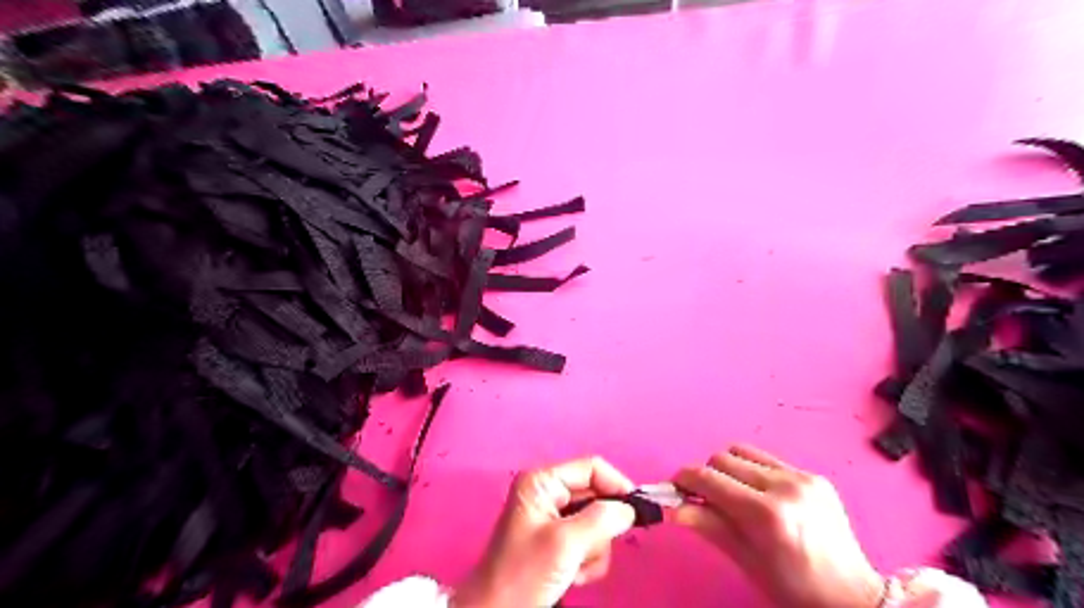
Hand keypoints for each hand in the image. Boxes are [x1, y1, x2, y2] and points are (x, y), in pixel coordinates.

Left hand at [454, 456, 635, 607]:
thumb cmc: (525, 573)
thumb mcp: (565, 543)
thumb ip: (601, 519)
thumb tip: (629, 508)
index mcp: (543, 482)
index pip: (591, 468)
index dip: (617, 485)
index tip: (638, 511)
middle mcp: (548, 493)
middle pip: (596, 497)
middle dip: (599, 529)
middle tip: (588, 551)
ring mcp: (553, 518)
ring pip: (596, 523)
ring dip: (594, 550)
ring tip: (575, 568)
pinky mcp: (557, 541)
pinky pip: (589, 542)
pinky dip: (588, 561)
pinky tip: (573, 576)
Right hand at [675, 445, 883, 607]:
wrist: (852, 597)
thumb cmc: (792, 587)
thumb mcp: (745, 561)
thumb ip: (708, 526)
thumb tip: (672, 508)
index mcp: (766, 514)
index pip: (710, 479)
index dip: (685, 479)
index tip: (675, 486)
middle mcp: (784, 486)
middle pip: (723, 458)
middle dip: (707, 474)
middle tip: (705, 497)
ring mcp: (803, 477)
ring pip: (744, 452)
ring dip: (729, 468)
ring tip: (735, 494)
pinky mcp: (814, 475)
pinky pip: (769, 461)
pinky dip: (754, 473)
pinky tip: (763, 496)